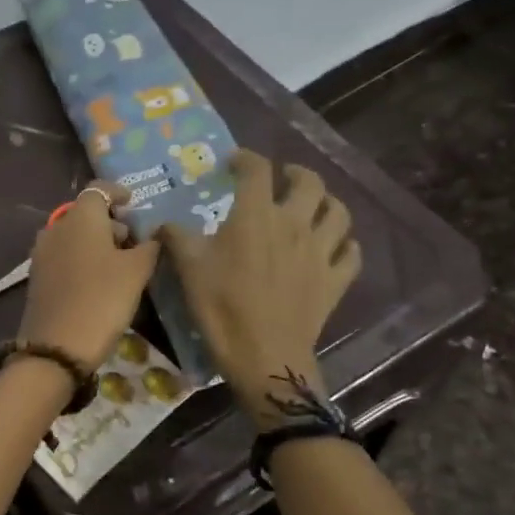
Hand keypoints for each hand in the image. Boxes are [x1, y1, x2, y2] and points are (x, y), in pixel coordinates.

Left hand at [18, 184, 161, 368]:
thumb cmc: (102, 299)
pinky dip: (82, 258)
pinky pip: (64, 256)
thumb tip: (154, 234)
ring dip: (96, 242)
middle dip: (110, 221)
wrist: (57, 347)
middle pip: (85, 213)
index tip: (134, 203)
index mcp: (80, 217)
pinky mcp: (37, 277)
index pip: (98, 189)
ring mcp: (42, 253)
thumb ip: (149, 246)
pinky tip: (99, 280)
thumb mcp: (136, 272)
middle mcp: (56, 228)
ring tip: (120, 263)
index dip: (118, 193)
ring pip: (73, 235)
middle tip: (134, 240)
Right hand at [160, 149, 360, 427]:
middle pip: (310, 182)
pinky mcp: (335, 280)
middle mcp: (295, 224)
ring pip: (339, 212)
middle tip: (282, 178)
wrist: (264, 356)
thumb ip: (176, 238)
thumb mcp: (188, 269)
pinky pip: (351, 252)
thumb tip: (162, 224)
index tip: (234, 163)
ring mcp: (321, 252)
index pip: (257, 170)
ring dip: (326, 203)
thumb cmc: (222, 308)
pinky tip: (333, 247)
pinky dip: (345, 244)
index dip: (245, 158)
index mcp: (256, 216)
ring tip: (312, 207)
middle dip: (295, 173)